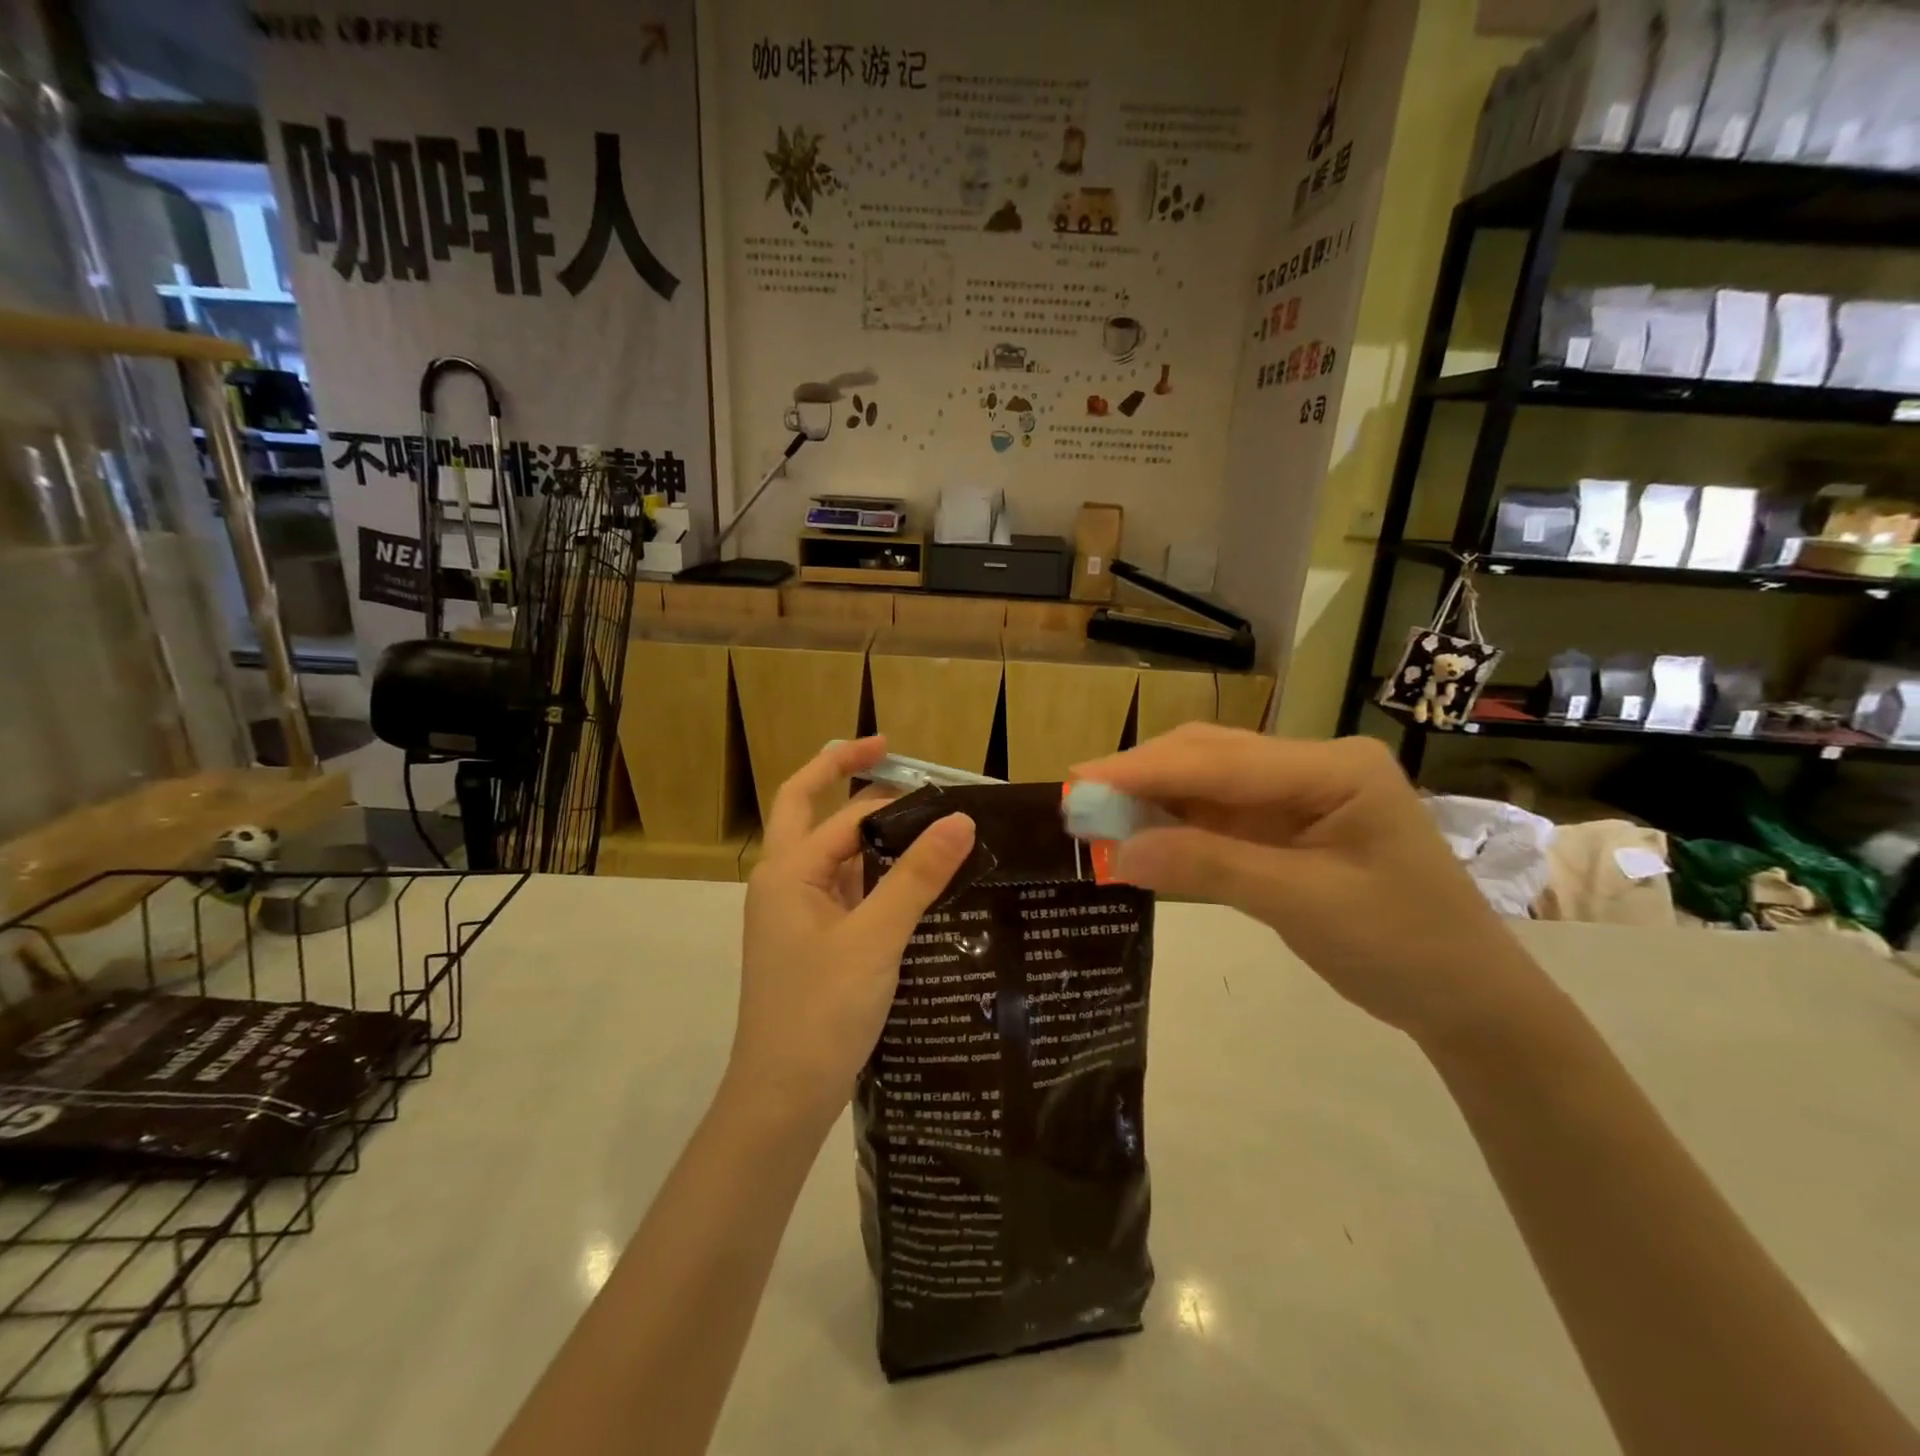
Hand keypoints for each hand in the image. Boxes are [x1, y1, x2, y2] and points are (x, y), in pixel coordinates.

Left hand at [730, 737, 975, 1131]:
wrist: (783, 1097)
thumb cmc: (821, 1010)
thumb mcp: (875, 938)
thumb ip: (916, 877)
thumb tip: (961, 820)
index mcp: (787, 872)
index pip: (838, 811)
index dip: (880, 787)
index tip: (924, 769)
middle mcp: (785, 883)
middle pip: (812, 813)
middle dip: (844, 778)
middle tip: (893, 758)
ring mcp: (797, 914)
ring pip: (835, 855)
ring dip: (871, 834)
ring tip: (926, 822)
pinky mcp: (814, 942)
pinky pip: (845, 891)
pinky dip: (876, 876)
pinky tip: (917, 882)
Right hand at [1072, 725, 1540, 1046]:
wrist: (1468, 1001)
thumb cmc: (1404, 948)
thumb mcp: (1304, 905)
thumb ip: (1210, 868)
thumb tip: (1118, 853)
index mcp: (1334, 768)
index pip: (1222, 761)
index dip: (1145, 770)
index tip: (1080, 782)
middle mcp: (1314, 767)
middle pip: (1211, 757)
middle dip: (1143, 777)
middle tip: (1078, 801)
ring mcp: (1300, 795)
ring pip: (1209, 783)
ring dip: (1154, 799)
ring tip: (1097, 818)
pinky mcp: (1288, 826)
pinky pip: (1219, 816)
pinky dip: (1176, 825)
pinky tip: (1140, 834)